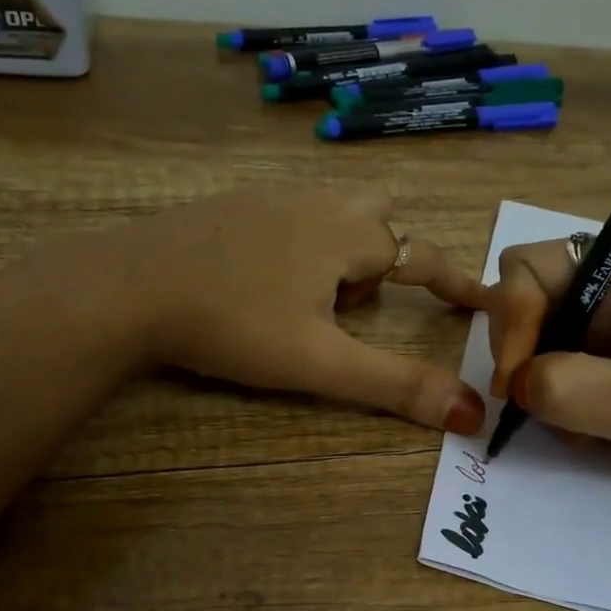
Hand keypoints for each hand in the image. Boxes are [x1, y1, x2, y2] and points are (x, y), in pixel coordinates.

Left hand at [127, 185, 488, 432]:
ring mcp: (266, 197)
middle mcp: (314, 202)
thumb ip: (395, 385)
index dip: (456, 279)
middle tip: (350, 309)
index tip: (480, 298)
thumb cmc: (234, 325)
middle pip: (377, 218)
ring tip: (302, 303)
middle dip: (381, 261)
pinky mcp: (226, 204)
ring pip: (329, 214)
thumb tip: (472, 413)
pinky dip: (294, 245)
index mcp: (345, 235)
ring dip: (336, 254)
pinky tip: (256, 281)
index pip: (423, 253)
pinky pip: (285, 215)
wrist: (129, 287)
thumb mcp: (319, 363)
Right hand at [487, 235, 610, 475]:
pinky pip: (556, 361)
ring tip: (576, 425)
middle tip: (536, 407)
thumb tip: (516, 386)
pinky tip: (590, 425)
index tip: (517, 385)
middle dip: (522, 356)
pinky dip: (558, 396)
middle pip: (524, 299)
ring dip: (540, 384)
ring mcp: (610, 313)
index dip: (511, 322)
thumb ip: (573, 389)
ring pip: (536, 337)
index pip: (526, 268)